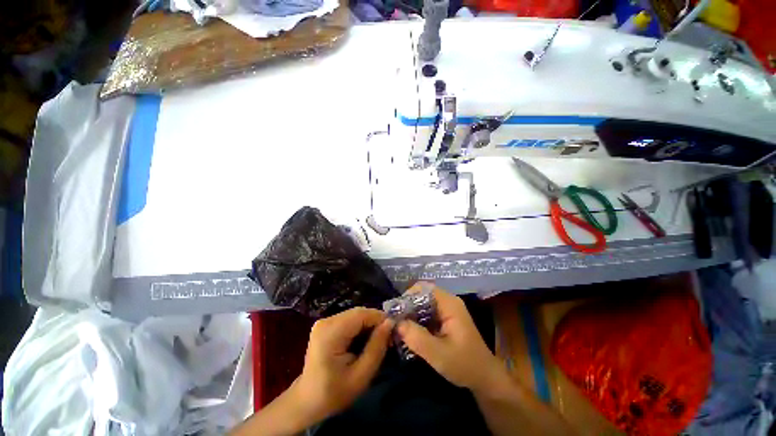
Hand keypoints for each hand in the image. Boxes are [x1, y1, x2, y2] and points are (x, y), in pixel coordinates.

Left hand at [291, 307, 393, 424]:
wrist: (307, 402)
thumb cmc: (334, 393)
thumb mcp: (361, 375)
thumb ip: (377, 347)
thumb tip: (390, 323)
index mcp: (331, 332)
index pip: (362, 314)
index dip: (380, 319)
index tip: (394, 331)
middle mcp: (327, 321)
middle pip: (359, 313)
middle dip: (375, 323)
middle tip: (388, 339)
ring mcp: (325, 322)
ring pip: (356, 315)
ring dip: (369, 326)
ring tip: (378, 342)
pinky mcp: (326, 325)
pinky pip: (349, 320)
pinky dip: (360, 328)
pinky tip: (364, 342)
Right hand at [397, 283, 505, 393]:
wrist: (485, 379)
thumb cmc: (465, 365)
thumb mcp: (438, 354)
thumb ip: (416, 337)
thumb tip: (396, 322)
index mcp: (449, 304)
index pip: (424, 288)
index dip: (408, 295)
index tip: (396, 311)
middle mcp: (448, 302)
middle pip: (422, 295)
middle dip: (407, 307)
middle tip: (394, 321)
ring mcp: (447, 311)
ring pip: (423, 305)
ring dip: (410, 315)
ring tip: (398, 328)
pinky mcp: (445, 320)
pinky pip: (427, 314)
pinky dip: (416, 321)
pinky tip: (408, 333)